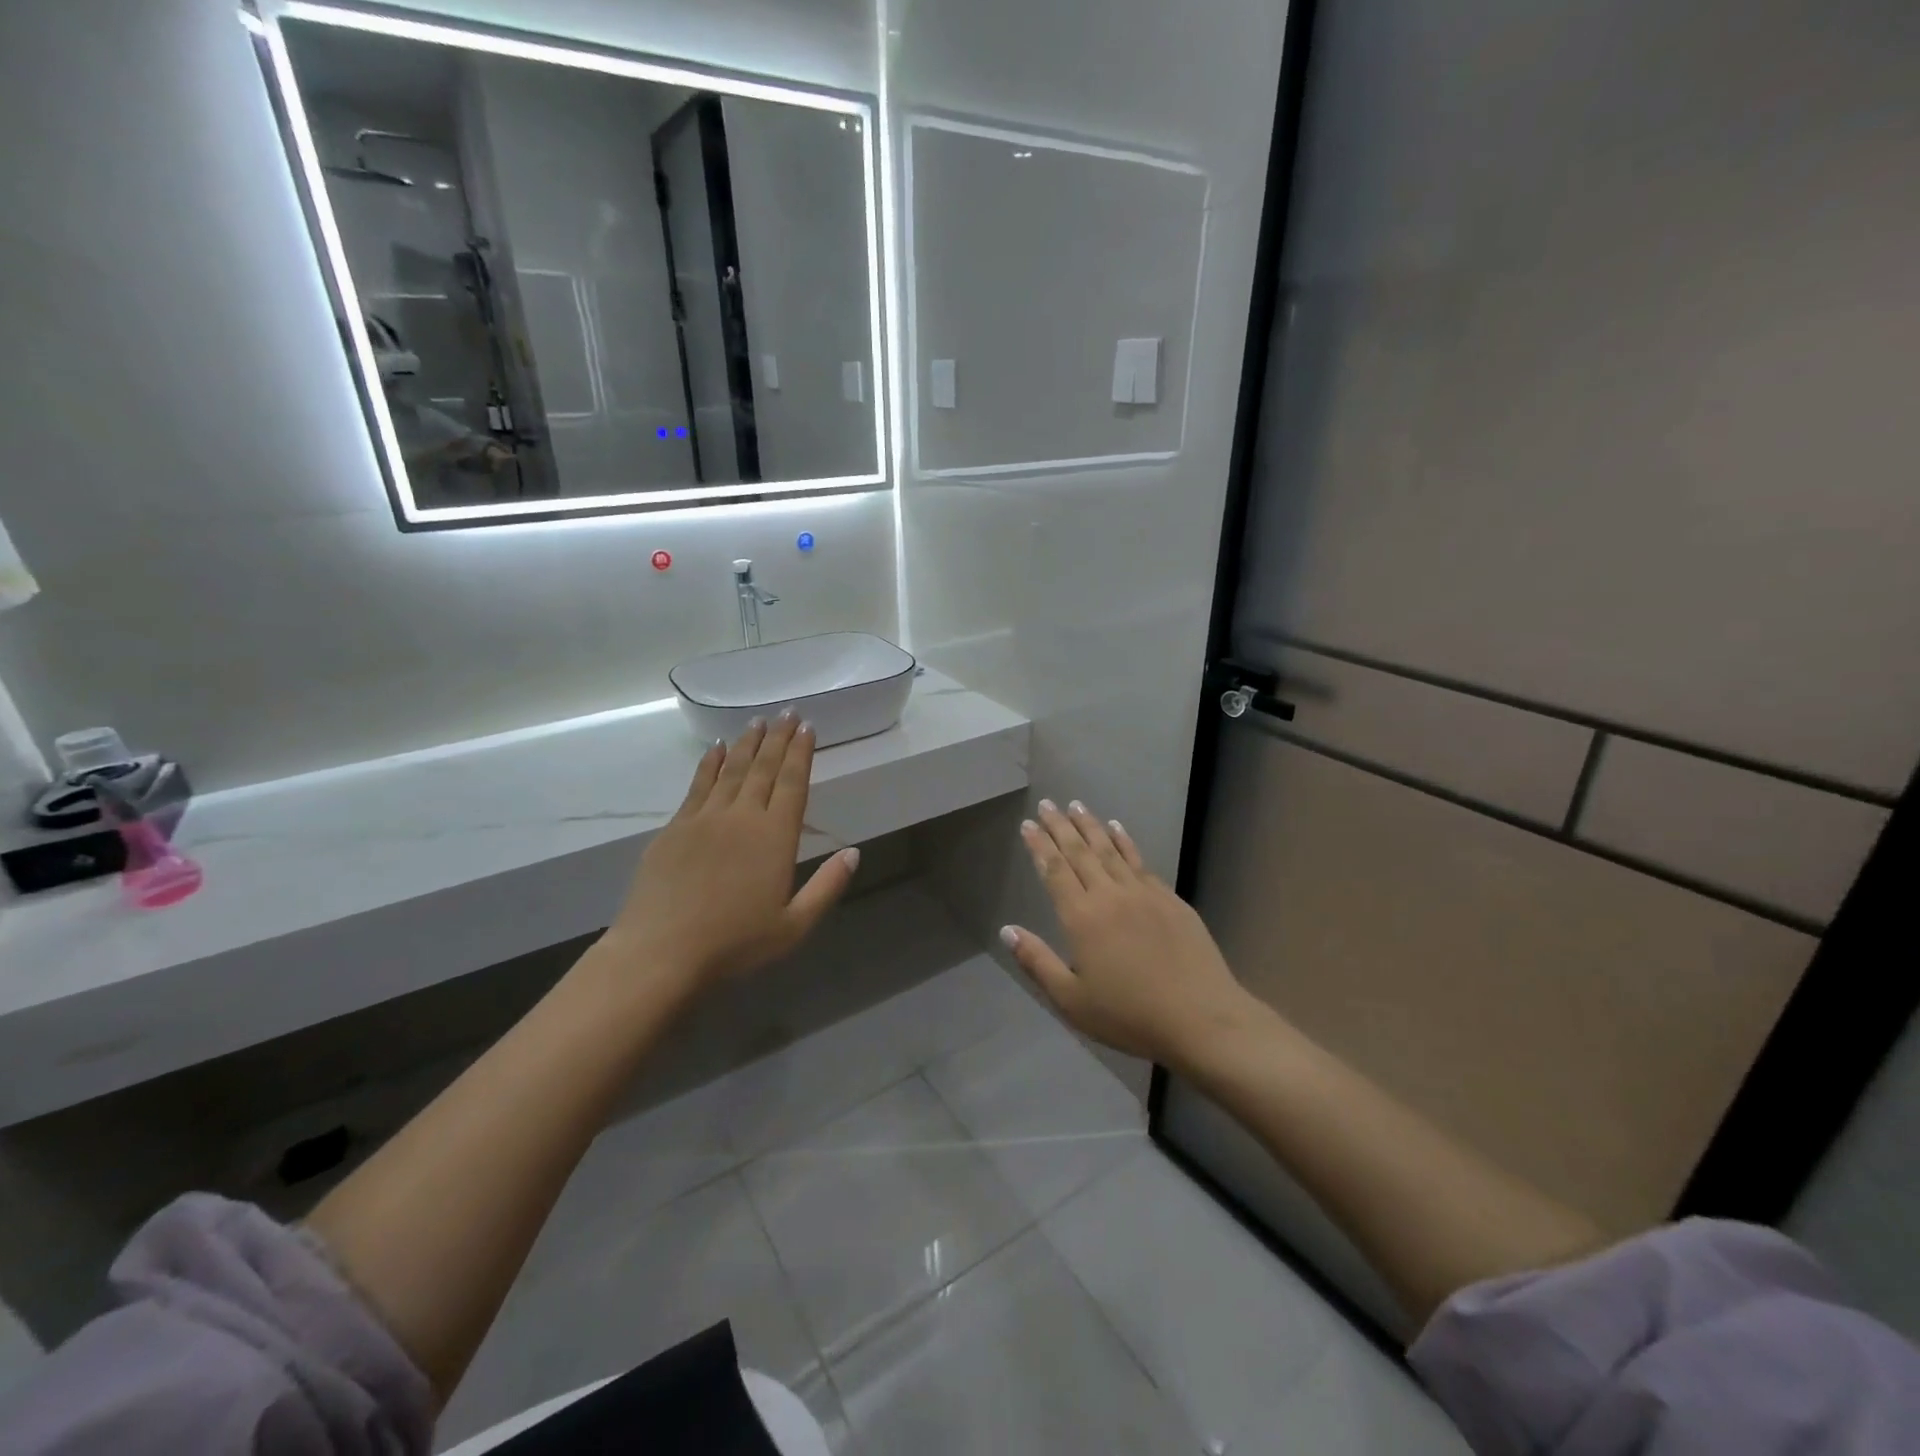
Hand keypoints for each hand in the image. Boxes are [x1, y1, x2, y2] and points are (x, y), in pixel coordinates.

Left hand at [606, 713, 857, 991]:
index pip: (793, 783)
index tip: (807, 727)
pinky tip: (717, 749)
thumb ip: (826, 886)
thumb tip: (854, 853)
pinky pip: (698, 784)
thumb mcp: (794, 926)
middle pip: (764, 768)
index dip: (801, 753)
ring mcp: (704, 818)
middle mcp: (742, 816)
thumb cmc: (735, 943)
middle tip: (787, 713)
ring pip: (732, 770)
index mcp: (775, 837)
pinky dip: (711, 763)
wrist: (661, 951)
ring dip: (747, 743)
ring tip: (757, 722)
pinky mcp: (675, 828)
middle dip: (778, 738)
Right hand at [1002, 800, 1253, 1067]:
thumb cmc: (1129, 1015)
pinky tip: (1117, 829)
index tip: (1028, 824)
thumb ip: (1037, 962)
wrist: (1201, 1018)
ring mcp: (1143, 893)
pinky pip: (1139, 860)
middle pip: (1080, 852)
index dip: (1039, 846)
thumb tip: (1007, 930)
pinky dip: (1124, 841)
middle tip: (1047, 804)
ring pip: (1110, 849)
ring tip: (1076, 805)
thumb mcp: (1072, 1000)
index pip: (1055, 871)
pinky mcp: (1170, 899)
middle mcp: (1110, 895)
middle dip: (1060, 826)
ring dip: (1090, 825)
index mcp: (1082, 918)